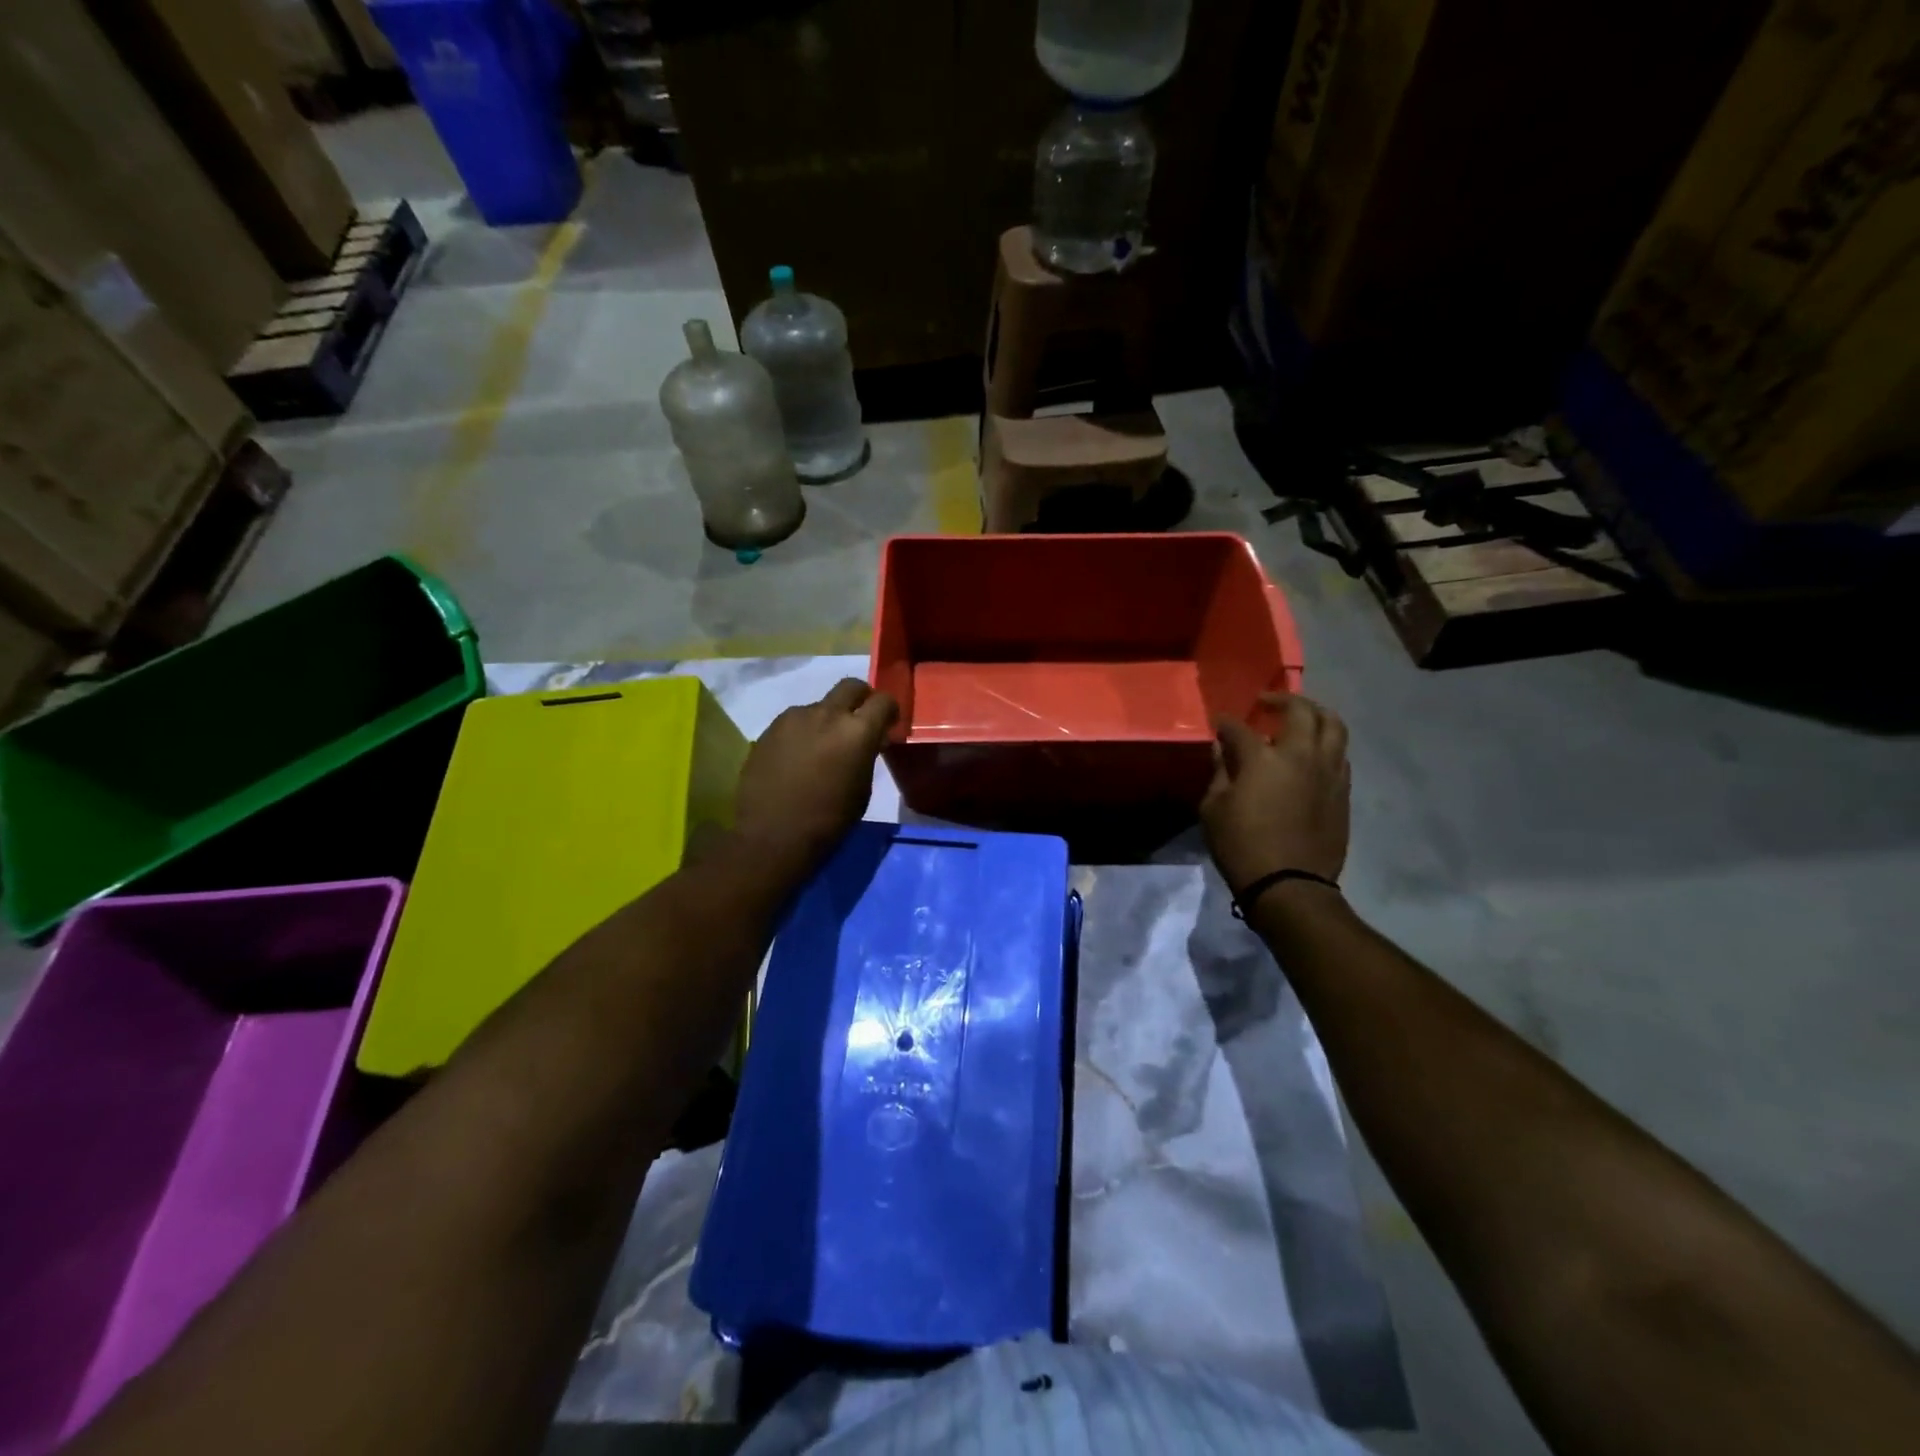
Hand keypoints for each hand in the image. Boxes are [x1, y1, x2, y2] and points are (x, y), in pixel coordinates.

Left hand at [734, 679, 897, 865]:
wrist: (772, 836)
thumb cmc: (828, 821)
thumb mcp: (862, 789)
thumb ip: (866, 755)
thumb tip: (867, 742)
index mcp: (857, 731)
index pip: (883, 700)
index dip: (889, 710)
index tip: (888, 725)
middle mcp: (827, 714)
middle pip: (850, 686)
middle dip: (861, 698)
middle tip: (859, 721)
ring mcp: (794, 718)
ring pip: (820, 705)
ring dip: (828, 719)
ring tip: (822, 747)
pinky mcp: (770, 729)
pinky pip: (795, 721)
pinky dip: (804, 732)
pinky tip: (797, 758)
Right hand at [1200, 692, 1350, 892]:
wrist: (1290, 885)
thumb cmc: (1242, 846)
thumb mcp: (1213, 809)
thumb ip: (1220, 773)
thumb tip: (1224, 750)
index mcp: (1264, 758)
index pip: (1241, 727)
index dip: (1226, 723)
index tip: (1218, 724)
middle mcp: (1302, 755)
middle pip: (1301, 710)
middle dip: (1282, 699)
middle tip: (1266, 703)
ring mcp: (1329, 771)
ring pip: (1334, 725)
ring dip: (1315, 714)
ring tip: (1301, 717)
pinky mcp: (1343, 791)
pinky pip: (1340, 753)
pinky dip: (1326, 743)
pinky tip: (1312, 753)